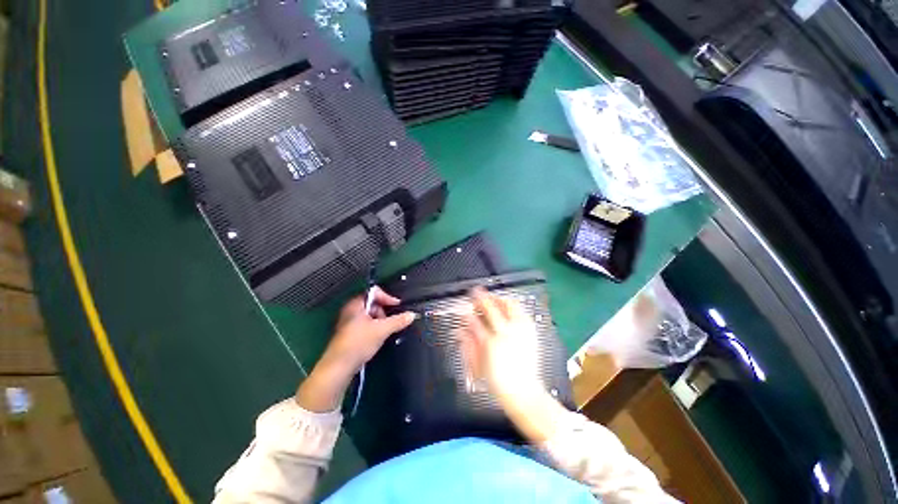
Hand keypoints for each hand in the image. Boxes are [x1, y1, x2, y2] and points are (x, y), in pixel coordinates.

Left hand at [296, 287, 415, 411]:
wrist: (339, 367)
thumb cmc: (358, 343)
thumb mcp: (382, 330)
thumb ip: (398, 321)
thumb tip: (411, 315)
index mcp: (356, 304)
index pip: (375, 292)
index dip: (387, 297)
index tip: (397, 306)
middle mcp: (351, 310)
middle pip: (373, 303)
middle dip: (384, 311)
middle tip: (389, 321)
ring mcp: (349, 322)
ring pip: (370, 315)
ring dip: (380, 321)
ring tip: (383, 331)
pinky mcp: (350, 334)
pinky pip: (366, 325)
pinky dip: (374, 328)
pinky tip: (377, 338)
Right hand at [460, 288, 565, 442]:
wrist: (523, 391)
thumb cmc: (497, 380)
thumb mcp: (477, 364)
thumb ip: (468, 343)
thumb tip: (460, 328)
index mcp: (491, 341)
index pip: (477, 318)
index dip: (470, 307)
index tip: (469, 296)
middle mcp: (506, 332)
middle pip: (493, 307)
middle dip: (484, 297)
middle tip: (478, 293)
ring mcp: (521, 331)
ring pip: (510, 305)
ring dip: (499, 299)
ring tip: (493, 298)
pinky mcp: (531, 333)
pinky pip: (522, 312)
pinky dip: (513, 306)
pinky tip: (507, 308)